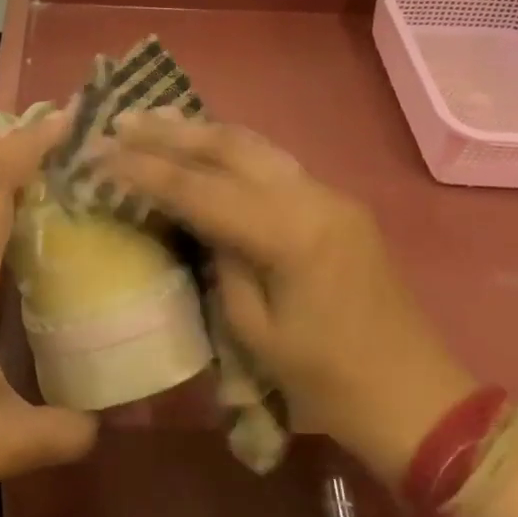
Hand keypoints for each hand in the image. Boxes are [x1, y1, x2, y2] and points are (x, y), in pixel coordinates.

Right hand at [98, 113, 471, 481]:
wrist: (415, 397)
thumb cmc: (327, 381)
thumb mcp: (255, 332)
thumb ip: (222, 264)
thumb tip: (199, 223)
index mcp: (290, 234)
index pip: (201, 189)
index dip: (146, 171)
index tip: (101, 153)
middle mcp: (313, 198)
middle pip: (231, 147)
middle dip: (171, 132)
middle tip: (122, 121)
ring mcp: (331, 197)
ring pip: (256, 146)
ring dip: (202, 132)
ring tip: (156, 119)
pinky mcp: (338, 207)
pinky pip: (275, 165)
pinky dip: (231, 152)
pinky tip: (204, 148)